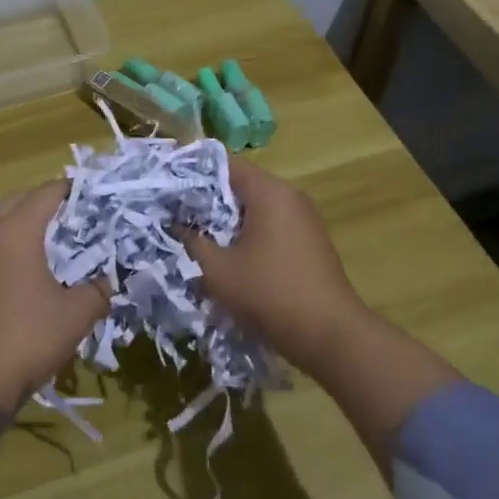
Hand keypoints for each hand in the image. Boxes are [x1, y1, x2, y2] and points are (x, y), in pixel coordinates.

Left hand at [0, 182, 108, 409]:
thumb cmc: (23, 340)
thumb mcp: (73, 318)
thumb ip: (96, 293)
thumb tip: (109, 282)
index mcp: (15, 232)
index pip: (46, 194)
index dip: (70, 191)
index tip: (89, 195)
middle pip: (14, 203)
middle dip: (40, 205)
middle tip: (67, 220)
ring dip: (16, 231)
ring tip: (43, 250)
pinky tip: (13, 283)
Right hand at [181, 158, 369, 366]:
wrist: (329, 334)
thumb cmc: (269, 294)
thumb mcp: (218, 270)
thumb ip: (192, 241)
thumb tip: (175, 224)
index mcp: (269, 193)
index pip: (226, 163)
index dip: (194, 170)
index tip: (168, 184)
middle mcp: (290, 197)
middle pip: (241, 184)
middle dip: (208, 197)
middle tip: (176, 212)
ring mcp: (304, 219)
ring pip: (256, 207)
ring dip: (227, 219)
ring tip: (197, 235)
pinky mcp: (309, 241)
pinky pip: (271, 225)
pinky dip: (248, 233)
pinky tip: (229, 255)